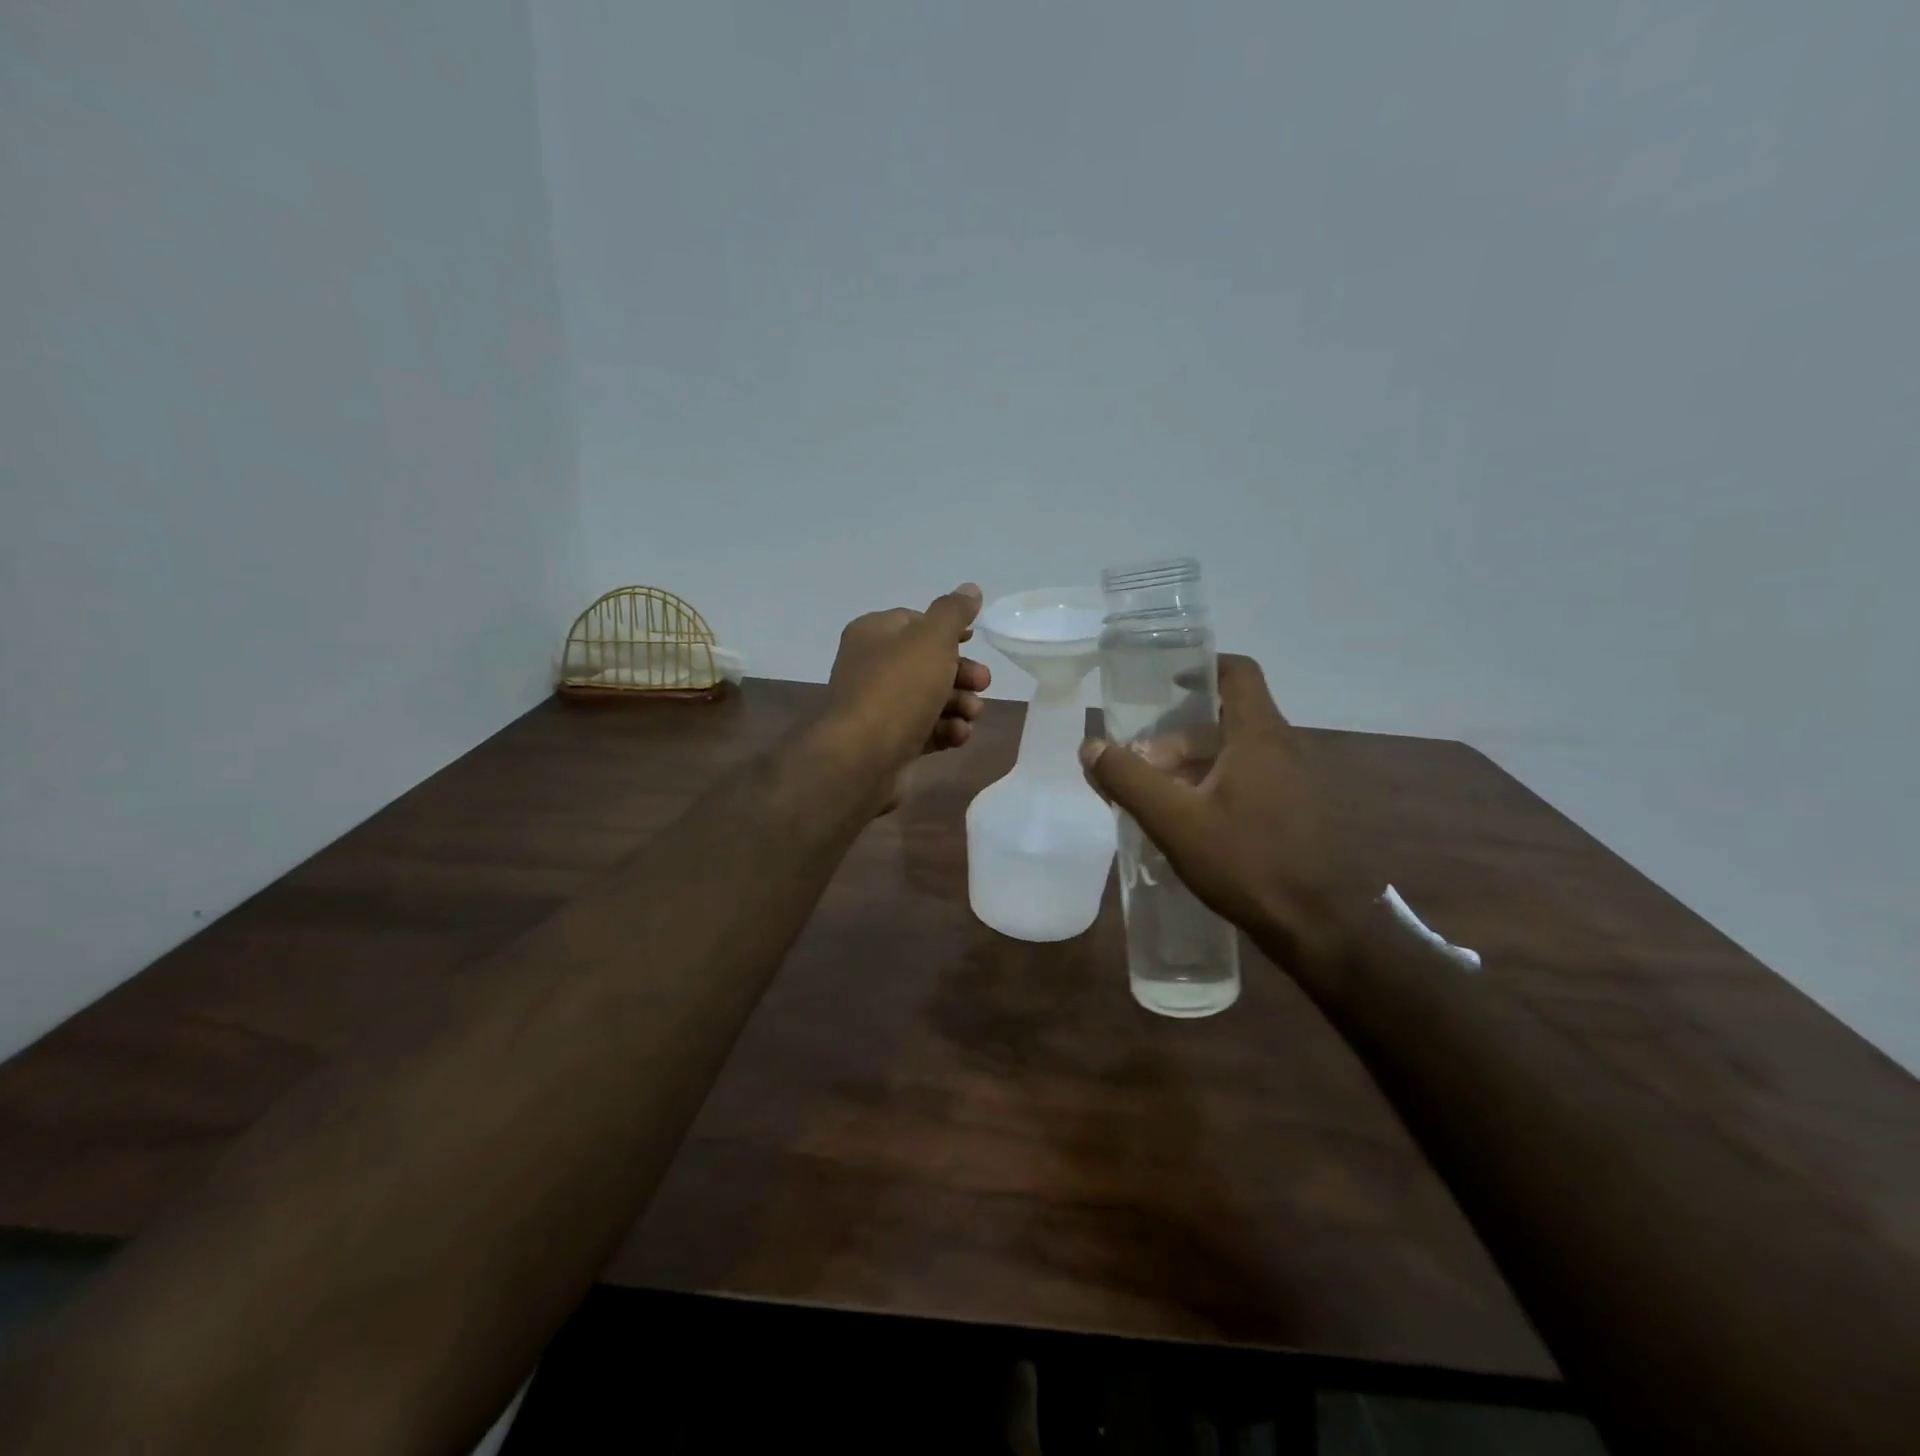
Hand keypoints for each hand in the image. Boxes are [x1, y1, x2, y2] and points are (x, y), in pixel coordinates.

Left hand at [824, 584, 991, 804]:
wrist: (863, 757)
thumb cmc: (898, 688)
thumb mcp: (932, 639)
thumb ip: (954, 612)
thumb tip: (970, 588)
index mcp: (873, 634)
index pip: (915, 621)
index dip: (948, 630)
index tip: (974, 640)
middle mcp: (872, 667)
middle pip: (928, 663)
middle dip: (962, 673)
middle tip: (982, 683)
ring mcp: (880, 707)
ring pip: (931, 698)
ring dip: (959, 704)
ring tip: (972, 714)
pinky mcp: (891, 741)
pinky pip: (926, 729)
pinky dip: (945, 730)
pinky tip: (958, 735)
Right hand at [1079, 654, 1369, 978]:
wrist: (1324, 928)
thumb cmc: (1249, 863)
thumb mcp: (1175, 821)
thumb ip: (1128, 780)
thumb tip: (1090, 746)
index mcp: (1260, 736)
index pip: (1237, 673)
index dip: (1201, 667)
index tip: (1164, 685)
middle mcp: (1285, 749)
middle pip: (1226, 721)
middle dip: (1177, 738)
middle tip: (1141, 766)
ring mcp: (1298, 783)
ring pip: (1236, 756)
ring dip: (1193, 768)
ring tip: (1157, 800)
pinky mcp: (1300, 814)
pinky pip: (1251, 783)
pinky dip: (1216, 790)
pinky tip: (1191, 828)